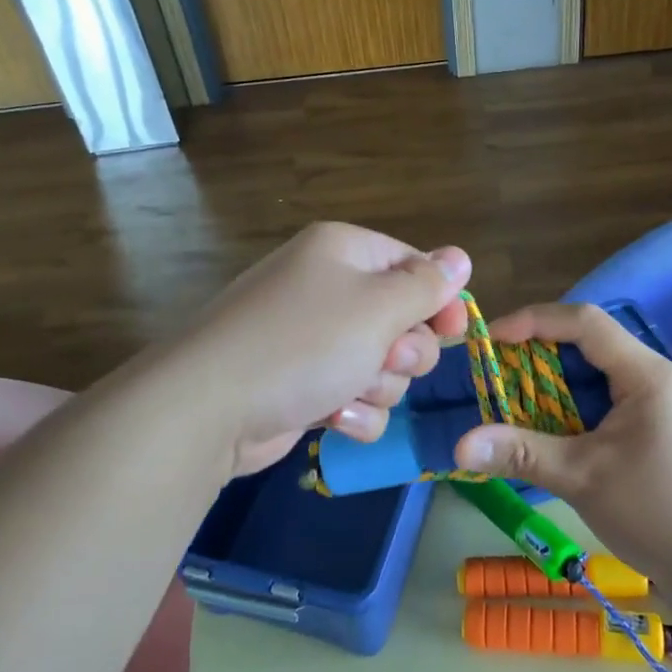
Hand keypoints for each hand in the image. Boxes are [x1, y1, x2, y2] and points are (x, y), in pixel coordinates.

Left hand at [171, 222, 470, 478]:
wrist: (211, 408)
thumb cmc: (305, 344)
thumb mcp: (377, 308)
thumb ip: (426, 285)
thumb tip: (461, 256)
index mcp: (344, 252)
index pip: (413, 264)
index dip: (439, 299)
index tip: (453, 332)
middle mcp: (328, 288)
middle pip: (402, 319)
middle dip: (404, 350)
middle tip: (385, 359)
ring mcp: (312, 339)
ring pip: (383, 364)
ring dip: (377, 385)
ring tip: (347, 392)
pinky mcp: (303, 384)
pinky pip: (354, 395)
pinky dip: (351, 411)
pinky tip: (331, 418)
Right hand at [452, 303, 671, 590]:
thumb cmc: (659, 513)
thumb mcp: (583, 478)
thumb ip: (521, 453)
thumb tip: (458, 447)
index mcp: (645, 374)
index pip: (584, 322)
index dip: (534, 322)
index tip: (491, 341)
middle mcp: (651, 375)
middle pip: (586, 342)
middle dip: (536, 352)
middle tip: (493, 373)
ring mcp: (654, 400)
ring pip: (592, 371)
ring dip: (550, 381)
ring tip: (508, 398)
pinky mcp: (650, 424)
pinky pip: (601, 396)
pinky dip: (567, 404)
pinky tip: (541, 425)